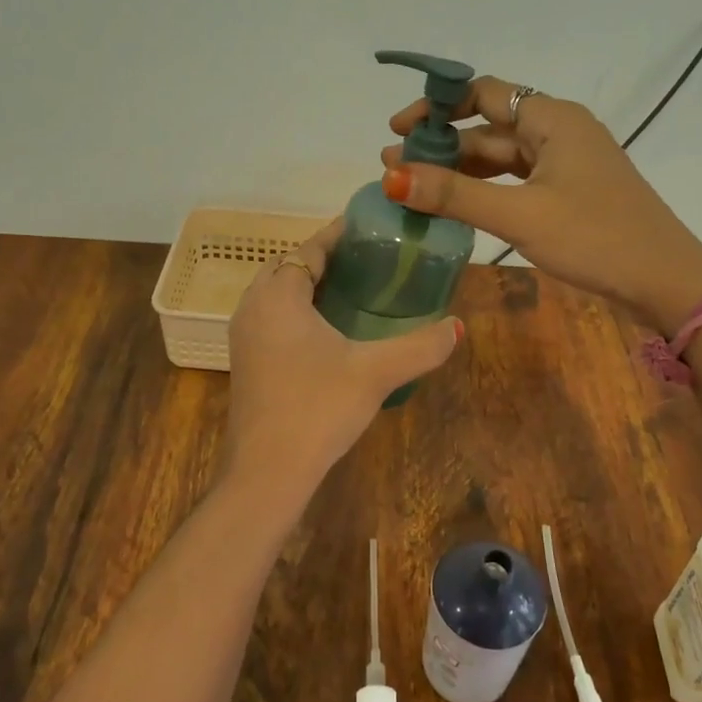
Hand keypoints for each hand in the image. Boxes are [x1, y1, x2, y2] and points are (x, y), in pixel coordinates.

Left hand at [227, 219, 462, 478]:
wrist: (266, 472)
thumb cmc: (317, 408)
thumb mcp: (376, 372)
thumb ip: (420, 346)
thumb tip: (457, 327)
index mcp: (279, 294)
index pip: (310, 248)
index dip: (339, 235)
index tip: (371, 228)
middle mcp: (253, 306)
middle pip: (290, 266)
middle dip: (325, 258)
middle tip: (368, 261)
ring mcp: (244, 335)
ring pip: (278, 293)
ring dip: (309, 285)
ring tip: (353, 290)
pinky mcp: (246, 361)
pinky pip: (272, 318)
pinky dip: (297, 310)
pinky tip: (328, 332)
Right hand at [380, 77, 701, 332]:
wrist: (666, 281)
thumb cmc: (595, 238)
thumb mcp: (519, 215)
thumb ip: (454, 195)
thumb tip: (390, 177)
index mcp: (552, 119)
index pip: (484, 93)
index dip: (437, 107)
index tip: (398, 129)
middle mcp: (559, 131)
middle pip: (489, 127)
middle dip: (441, 145)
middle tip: (394, 167)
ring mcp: (566, 162)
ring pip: (501, 156)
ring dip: (460, 170)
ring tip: (414, 187)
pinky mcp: (569, 191)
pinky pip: (516, 179)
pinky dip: (485, 188)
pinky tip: (457, 205)